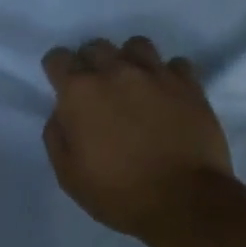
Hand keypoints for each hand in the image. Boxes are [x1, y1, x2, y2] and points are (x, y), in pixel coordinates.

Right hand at [41, 36, 233, 238]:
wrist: (185, 201)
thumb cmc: (120, 193)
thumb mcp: (69, 176)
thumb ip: (57, 136)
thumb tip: (61, 114)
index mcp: (80, 92)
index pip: (58, 57)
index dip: (57, 71)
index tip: (63, 87)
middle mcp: (116, 72)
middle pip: (96, 46)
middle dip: (91, 63)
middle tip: (98, 90)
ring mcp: (155, 74)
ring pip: (136, 45)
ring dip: (129, 60)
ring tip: (134, 84)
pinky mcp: (189, 84)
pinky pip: (175, 64)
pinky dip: (168, 75)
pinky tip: (167, 94)